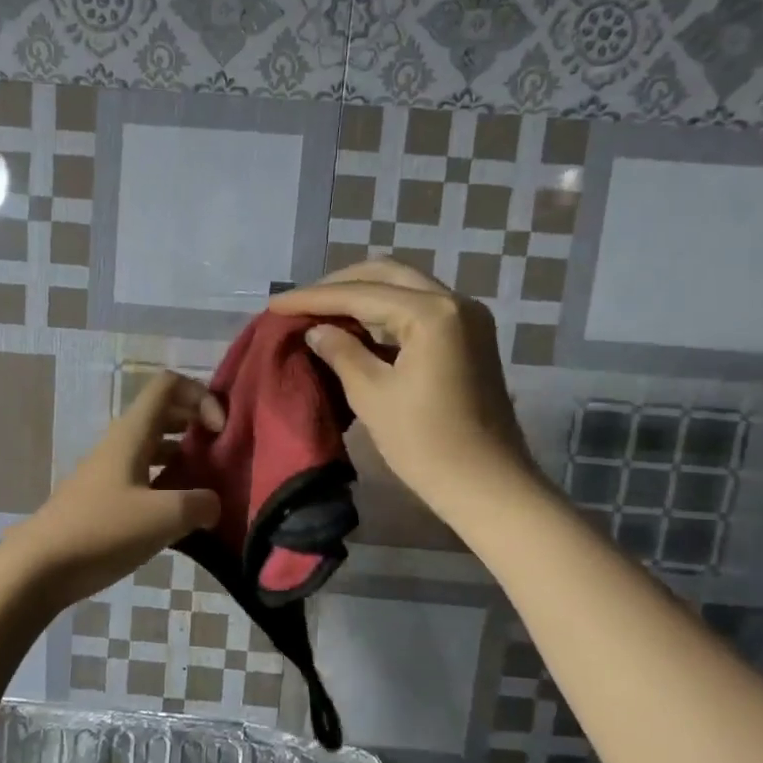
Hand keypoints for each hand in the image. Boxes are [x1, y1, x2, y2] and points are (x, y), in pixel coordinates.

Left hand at [7, 372, 224, 610]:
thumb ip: (200, 504)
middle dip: (197, 425)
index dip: (201, 396)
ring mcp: (111, 472)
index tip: (220, 431)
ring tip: (210, 486)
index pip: (169, 385)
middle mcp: (121, 444)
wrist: (40, 567)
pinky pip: (145, 478)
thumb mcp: (164, 517)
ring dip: (185, 458)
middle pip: (165, 414)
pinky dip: (169, 486)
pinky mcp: (105, 500)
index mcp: (133, 433)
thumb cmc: (102, 531)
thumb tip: (212, 504)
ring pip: (155, 448)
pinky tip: (183, 516)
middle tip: (223, 455)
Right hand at [269, 258, 532, 503]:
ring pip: (404, 288)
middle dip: (339, 286)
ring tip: (320, 313)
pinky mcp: (470, 339)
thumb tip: (317, 330)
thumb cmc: (426, 445)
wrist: (487, 487)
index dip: (312, 298)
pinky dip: (384, 314)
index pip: (360, 293)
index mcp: (432, 313)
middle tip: (300, 304)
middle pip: (386, 275)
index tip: (274, 305)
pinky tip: (355, 329)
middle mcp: (455, 302)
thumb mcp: (373, 396)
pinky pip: (418, 310)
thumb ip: (341, 353)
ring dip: (362, 297)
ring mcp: (468, 319)